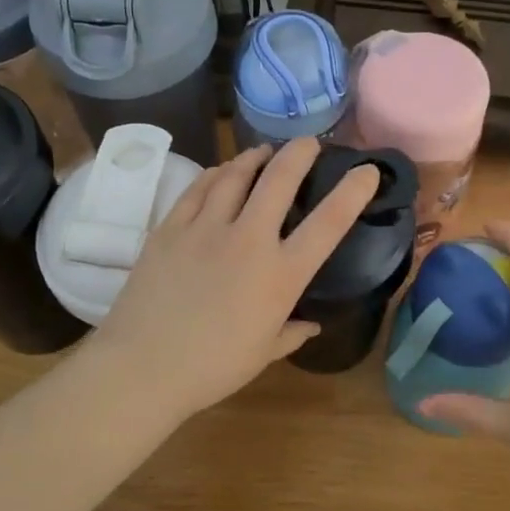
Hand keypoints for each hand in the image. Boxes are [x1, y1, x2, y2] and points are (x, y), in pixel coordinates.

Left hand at [89, 138, 379, 421]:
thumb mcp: (263, 353)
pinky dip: (215, 174)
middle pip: (280, 179)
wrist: (142, 367)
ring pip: (236, 175)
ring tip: (264, 151)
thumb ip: (292, 333)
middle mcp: (248, 240)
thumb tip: (311, 325)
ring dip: (255, 157)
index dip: (353, 191)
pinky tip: (221, 171)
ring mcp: (206, 229)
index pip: (328, 223)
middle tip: (309, 143)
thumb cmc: (212, 368)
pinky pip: (198, 188)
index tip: (367, 170)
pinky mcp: (170, 228)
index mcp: (280, 275)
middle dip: (300, 153)